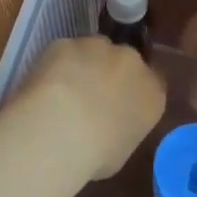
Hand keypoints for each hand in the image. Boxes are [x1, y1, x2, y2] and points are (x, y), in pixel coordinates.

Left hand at [13, 36, 165, 178]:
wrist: (62, 128)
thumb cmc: (97, 154)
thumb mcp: (120, 151)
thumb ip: (121, 128)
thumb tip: (108, 125)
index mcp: (152, 93)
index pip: (152, 82)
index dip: (133, 89)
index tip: (118, 101)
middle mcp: (131, 62)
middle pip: (123, 60)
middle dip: (109, 72)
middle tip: (88, 96)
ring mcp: (98, 47)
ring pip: (92, 50)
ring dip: (82, 64)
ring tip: (62, 91)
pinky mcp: (67, 42)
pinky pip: (63, 51)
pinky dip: (55, 64)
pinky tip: (43, 85)